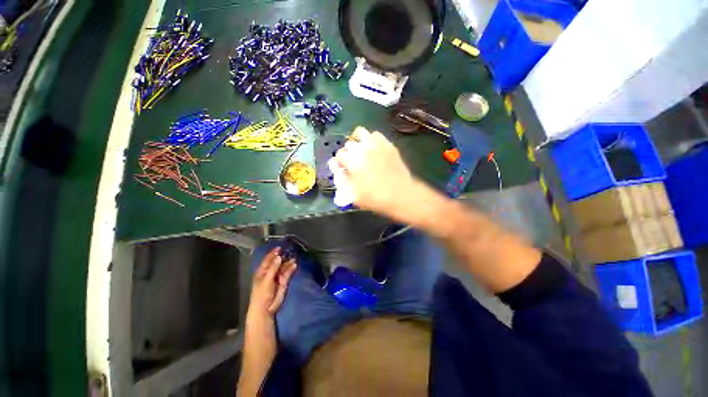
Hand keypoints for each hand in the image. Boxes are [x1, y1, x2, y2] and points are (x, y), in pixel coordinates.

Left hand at [247, 247, 296, 319]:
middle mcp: (270, 272)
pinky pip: (288, 273)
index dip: (273, 253)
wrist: (266, 308)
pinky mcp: (284, 281)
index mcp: (262, 271)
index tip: (280, 247)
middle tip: (290, 251)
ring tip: (294, 257)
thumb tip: (279, 256)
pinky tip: (294, 264)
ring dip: (288, 262)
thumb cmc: (262, 294)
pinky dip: (291, 268)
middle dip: (283, 256)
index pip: (268, 259)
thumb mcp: (266, 280)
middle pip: (277, 262)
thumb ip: (273, 268)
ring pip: (284, 266)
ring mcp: (277, 276)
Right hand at [333, 127, 418, 214]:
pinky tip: (374, 149)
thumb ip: (343, 181)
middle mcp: (362, 148)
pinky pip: (376, 135)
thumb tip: (337, 170)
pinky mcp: (388, 144)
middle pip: (348, 143)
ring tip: (361, 150)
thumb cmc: (375, 197)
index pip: (339, 154)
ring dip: (358, 140)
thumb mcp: (354, 195)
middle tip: (353, 162)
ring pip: (361, 132)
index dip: (340, 163)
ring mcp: (376, 144)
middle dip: (348, 152)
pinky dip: (372, 139)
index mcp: (352, 160)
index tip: (344, 169)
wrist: (401, 194)